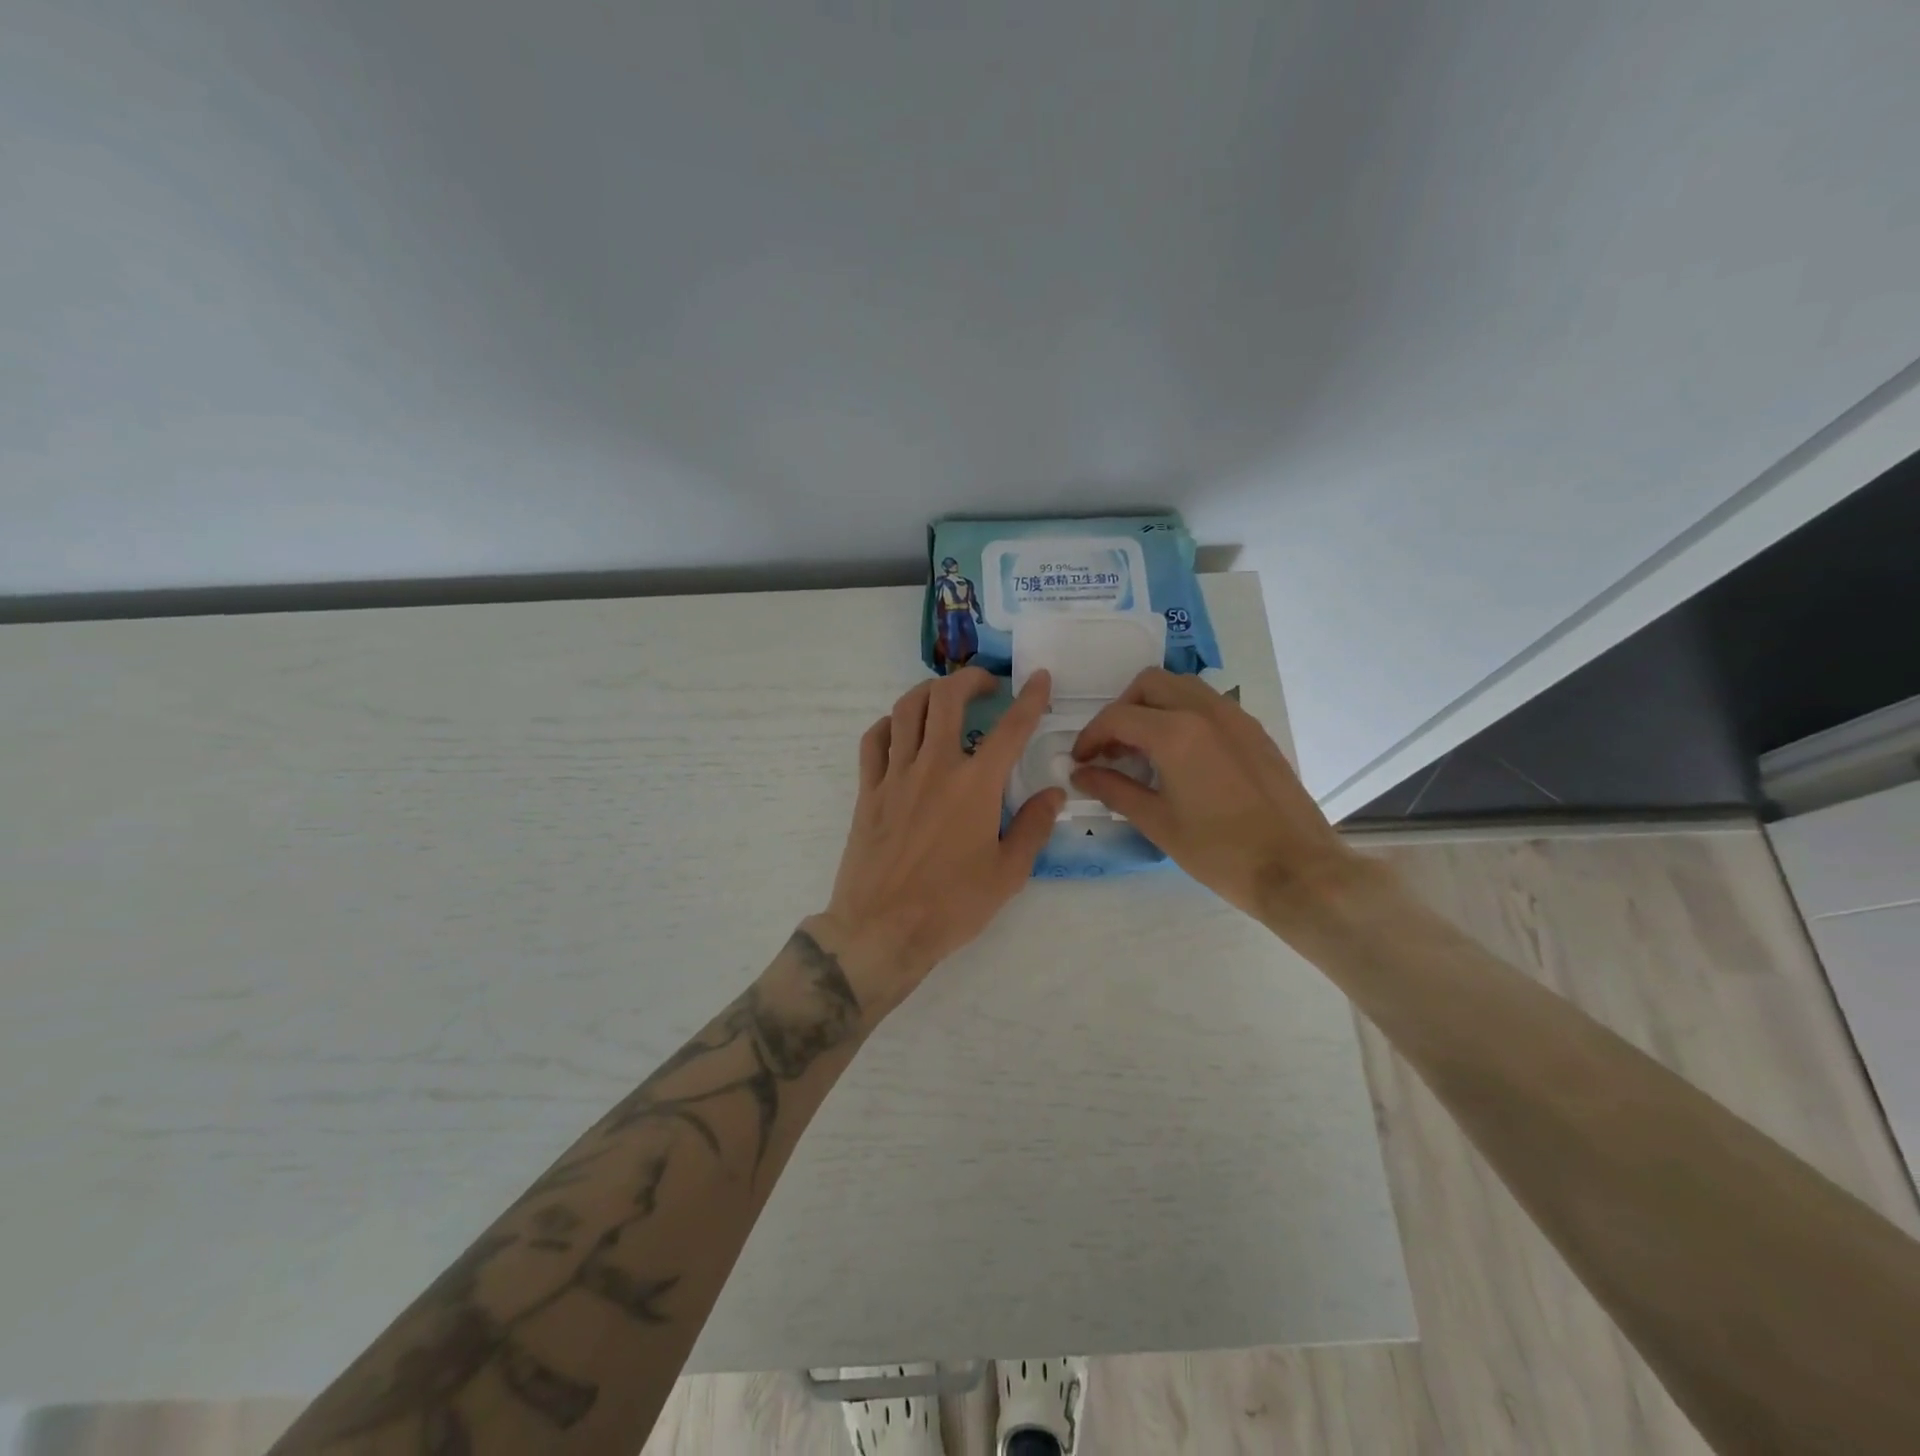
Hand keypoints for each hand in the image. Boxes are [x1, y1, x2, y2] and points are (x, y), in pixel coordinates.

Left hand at [814, 666, 1064, 1016]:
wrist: (882, 929)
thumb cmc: (952, 905)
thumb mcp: (1008, 873)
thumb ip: (1034, 827)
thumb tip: (1055, 793)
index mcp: (975, 786)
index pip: (1010, 728)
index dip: (1030, 698)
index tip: (1039, 678)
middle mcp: (935, 767)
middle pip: (947, 699)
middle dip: (969, 679)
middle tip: (985, 685)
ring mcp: (895, 776)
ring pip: (906, 710)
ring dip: (928, 692)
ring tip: (944, 697)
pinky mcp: (868, 791)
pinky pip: (873, 741)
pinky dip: (889, 724)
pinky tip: (900, 730)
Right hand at [1070, 668, 1364, 926]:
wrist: (1297, 870)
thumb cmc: (1219, 852)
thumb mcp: (1158, 823)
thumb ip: (1114, 790)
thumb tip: (1081, 775)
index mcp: (1176, 733)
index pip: (1118, 717)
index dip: (1091, 736)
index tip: (1081, 760)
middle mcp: (1206, 711)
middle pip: (1149, 684)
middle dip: (1122, 710)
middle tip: (1112, 748)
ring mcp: (1236, 717)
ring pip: (1182, 687)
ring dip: (1154, 706)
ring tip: (1144, 748)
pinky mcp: (1254, 731)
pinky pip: (1209, 704)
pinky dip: (1183, 714)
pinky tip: (1181, 756)